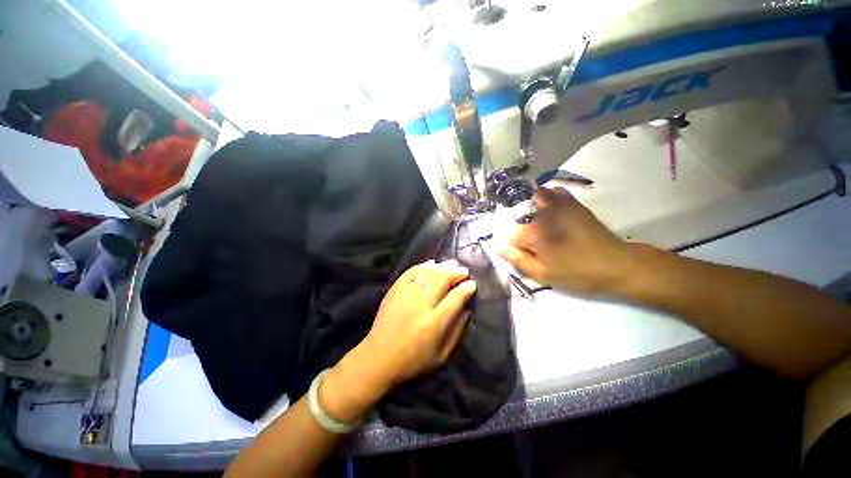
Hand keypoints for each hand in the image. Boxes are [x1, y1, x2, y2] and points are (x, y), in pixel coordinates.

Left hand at [360, 259, 475, 385]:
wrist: (379, 358)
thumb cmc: (413, 361)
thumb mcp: (442, 356)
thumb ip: (457, 331)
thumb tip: (467, 309)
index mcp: (434, 323)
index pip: (455, 298)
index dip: (466, 288)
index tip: (472, 283)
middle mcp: (420, 304)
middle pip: (442, 280)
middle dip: (455, 273)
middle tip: (464, 270)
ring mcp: (406, 294)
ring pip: (427, 273)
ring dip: (442, 267)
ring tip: (452, 263)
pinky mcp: (394, 290)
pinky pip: (411, 272)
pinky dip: (422, 265)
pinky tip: (431, 263)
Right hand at [500, 187, 633, 295]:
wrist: (616, 265)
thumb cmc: (577, 274)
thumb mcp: (542, 275)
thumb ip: (517, 260)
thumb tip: (498, 247)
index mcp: (534, 234)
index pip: (508, 234)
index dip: (511, 244)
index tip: (519, 252)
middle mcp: (543, 215)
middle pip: (520, 214)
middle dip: (520, 226)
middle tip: (532, 242)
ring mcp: (559, 205)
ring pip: (536, 197)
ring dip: (532, 207)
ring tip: (539, 222)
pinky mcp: (573, 204)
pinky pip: (555, 192)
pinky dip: (549, 197)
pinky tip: (552, 210)